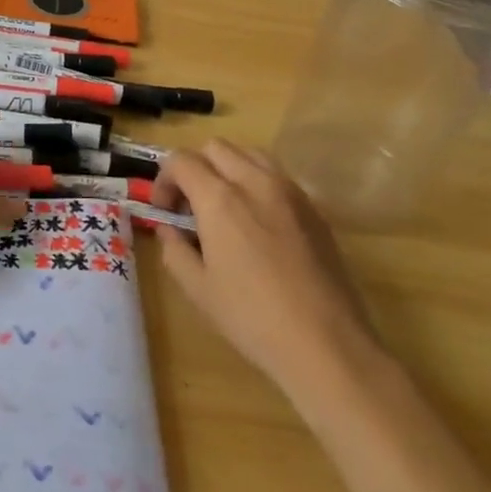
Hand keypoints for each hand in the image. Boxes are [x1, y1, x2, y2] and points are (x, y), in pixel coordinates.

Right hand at [150, 139, 386, 418]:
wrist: (327, 344)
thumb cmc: (252, 318)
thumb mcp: (197, 289)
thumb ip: (174, 249)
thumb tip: (169, 229)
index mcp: (220, 199)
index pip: (181, 161)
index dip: (164, 180)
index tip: (165, 212)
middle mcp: (254, 182)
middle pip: (215, 147)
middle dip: (195, 168)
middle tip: (191, 207)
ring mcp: (289, 191)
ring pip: (249, 153)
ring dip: (228, 168)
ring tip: (225, 207)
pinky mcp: (313, 208)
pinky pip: (277, 175)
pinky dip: (257, 182)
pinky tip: (258, 222)